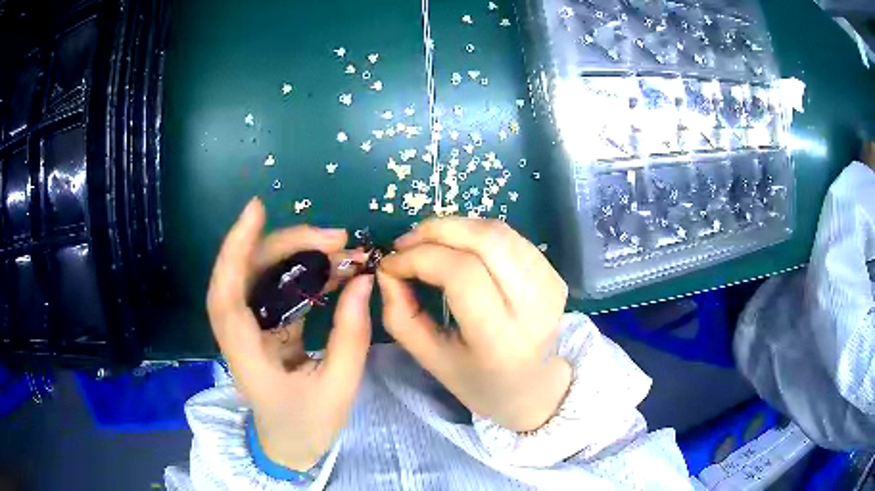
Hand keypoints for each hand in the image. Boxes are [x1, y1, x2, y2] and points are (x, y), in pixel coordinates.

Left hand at [206, 198, 373, 469]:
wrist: (290, 446)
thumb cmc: (307, 425)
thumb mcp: (338, 387)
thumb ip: (350, 335)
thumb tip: (362, 280)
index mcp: (246, 354)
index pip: (227, 295)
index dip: (235, 250)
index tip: (256, 211)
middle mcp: (240, 334)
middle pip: (247, 274)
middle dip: (288, 245)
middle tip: (337, 237)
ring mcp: (251, 328)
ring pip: (262, 277)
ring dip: (298, 256)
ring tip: (342, 249)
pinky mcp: (265, 327)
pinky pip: (279, 290)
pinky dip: (304, 274)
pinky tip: (333, 269)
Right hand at [378, 218, 570, 431]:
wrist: (535, 388)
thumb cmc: (478, 381)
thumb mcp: (431, 360)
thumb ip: (401, 315)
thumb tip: (387, 269)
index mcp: (500, 338)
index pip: (461, 274)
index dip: (420, 257)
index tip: (391, 263)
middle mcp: (533, 306)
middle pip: (485, 240)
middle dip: (437, 230)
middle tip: (406, 243)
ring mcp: (549, 285)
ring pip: (498, 232)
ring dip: (455, 228)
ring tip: (427, 244)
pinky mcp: (554, 274)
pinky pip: (510, 238)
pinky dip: (476, 234)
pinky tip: (458, 249)